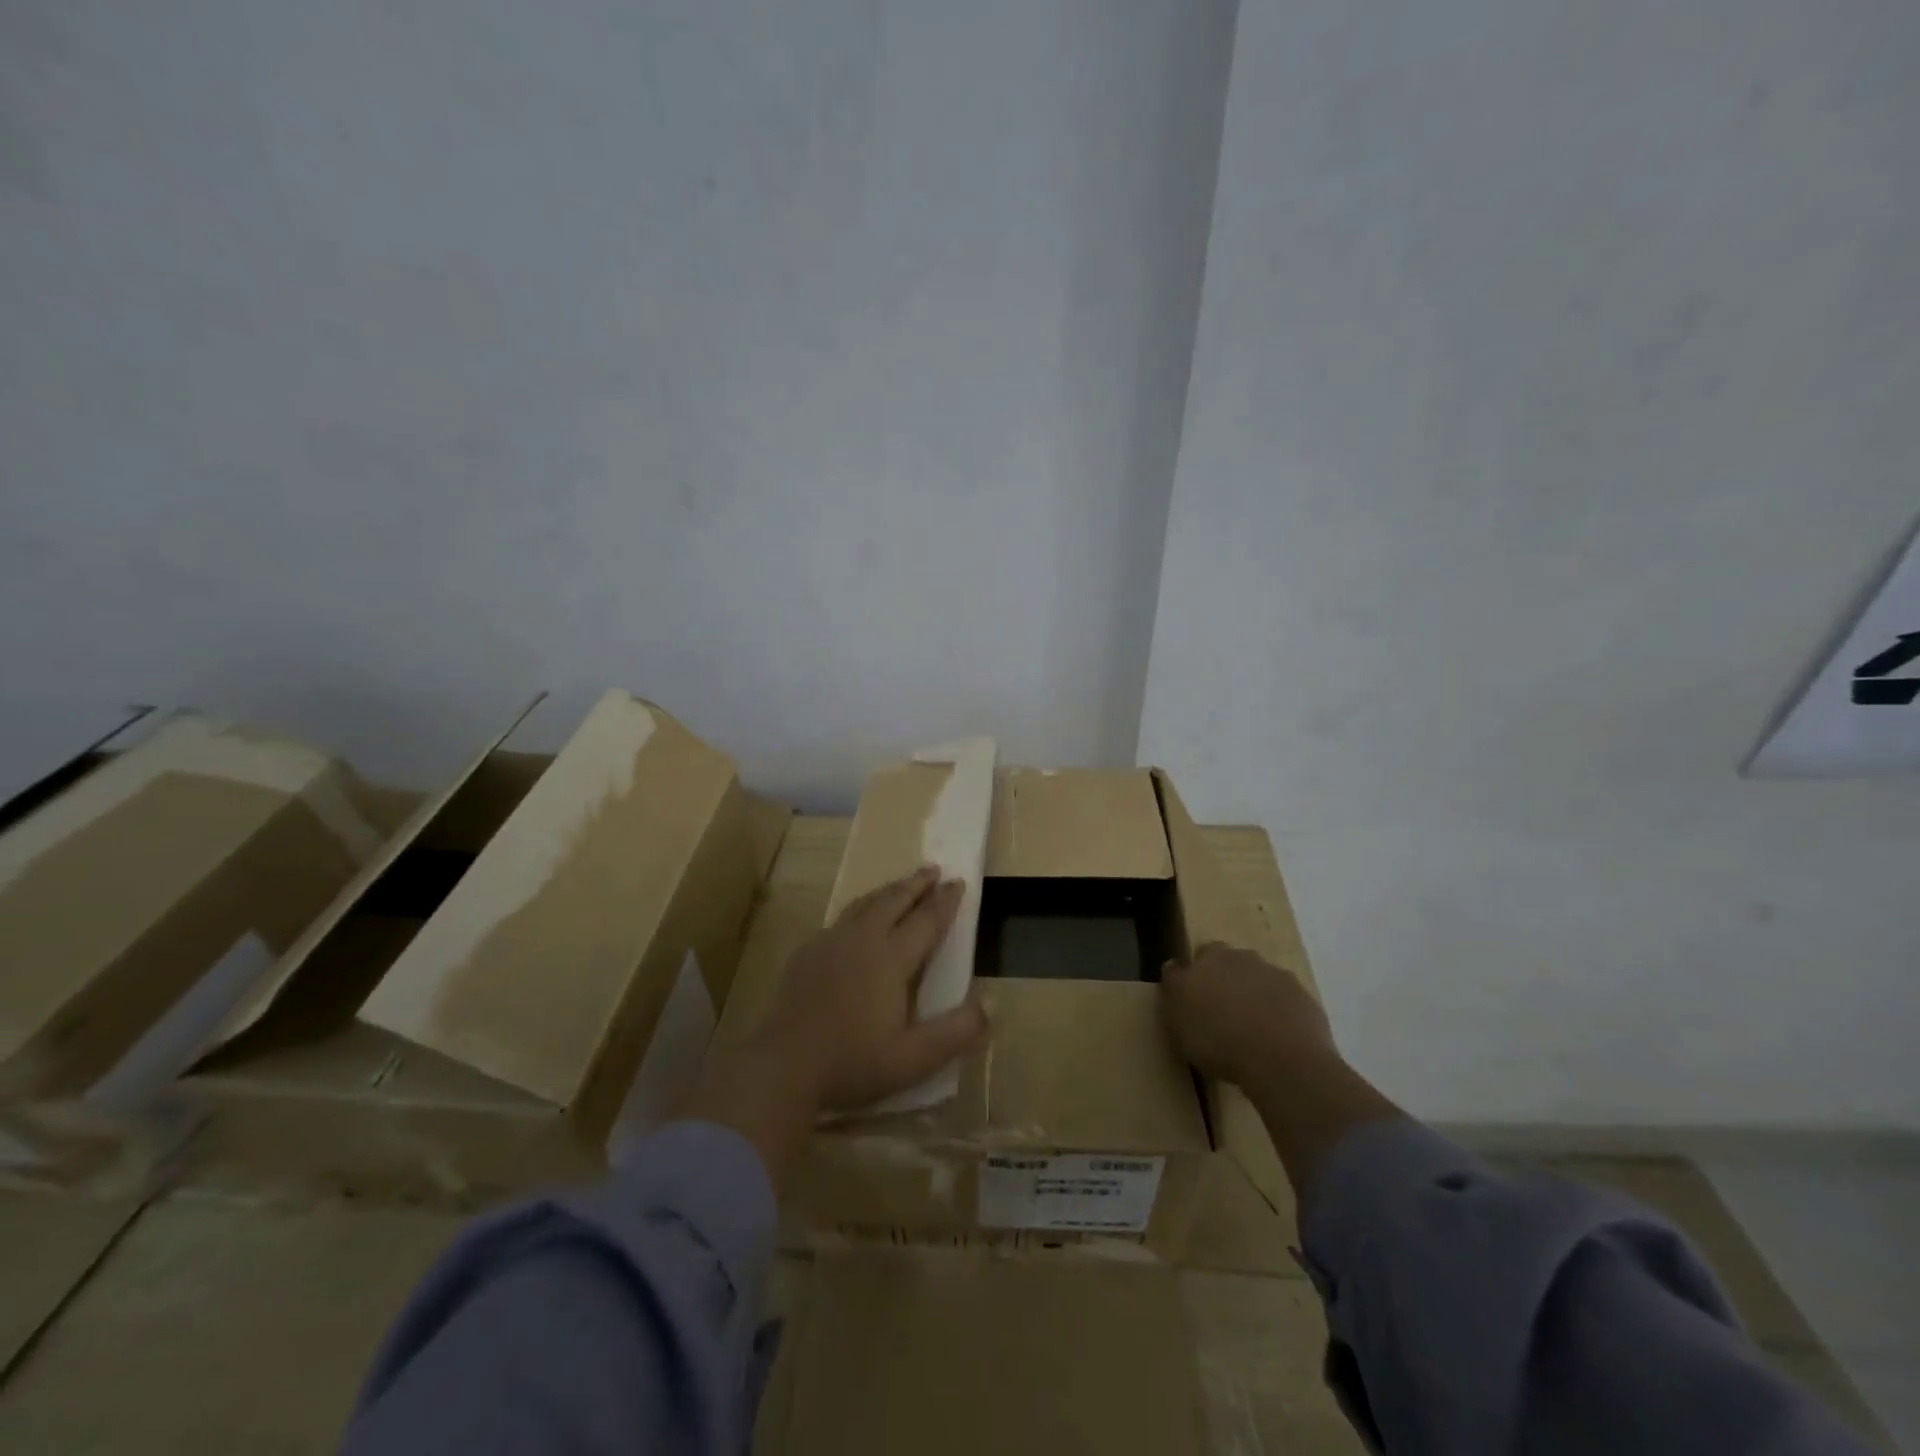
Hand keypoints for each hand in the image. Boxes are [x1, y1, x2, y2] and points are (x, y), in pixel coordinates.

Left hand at [756, 866, 989, 1112]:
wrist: (783, 1066)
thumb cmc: (853, 1062)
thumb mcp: (914, 1058)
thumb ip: (956, 1033)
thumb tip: (989, 1008)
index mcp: (891, 958)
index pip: (926, 920)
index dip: (945, 901)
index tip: (958, 882)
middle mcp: (862, 940)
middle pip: (894, 900)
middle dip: (916, 883)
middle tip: (933, 869)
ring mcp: (830, 943)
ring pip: (865, 904)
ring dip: (888, 891)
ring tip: (900, 885)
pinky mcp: (807, 953)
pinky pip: (841, 918)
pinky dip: (860, 908)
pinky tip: (856, 920)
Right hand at [1161, 942, 1335, 1087]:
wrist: (1283, 1060)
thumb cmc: (1218, 1038)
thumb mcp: (1177, 1016)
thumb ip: (1174, 987)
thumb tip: (1173, 966)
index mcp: (1211, 957)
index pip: (1201, 954)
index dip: (1198, 973)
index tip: (1196, 996)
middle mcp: (1246, 959)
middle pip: (1234, 964)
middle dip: (1228, 980)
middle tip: (1223, 1012)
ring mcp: (1279, 978)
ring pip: (1262, 981)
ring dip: (1256, 997)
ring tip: (1251, 1030)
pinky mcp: (1306, 1001)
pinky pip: (1287, 1004)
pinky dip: (1280, 1015)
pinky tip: (1277, 1041)